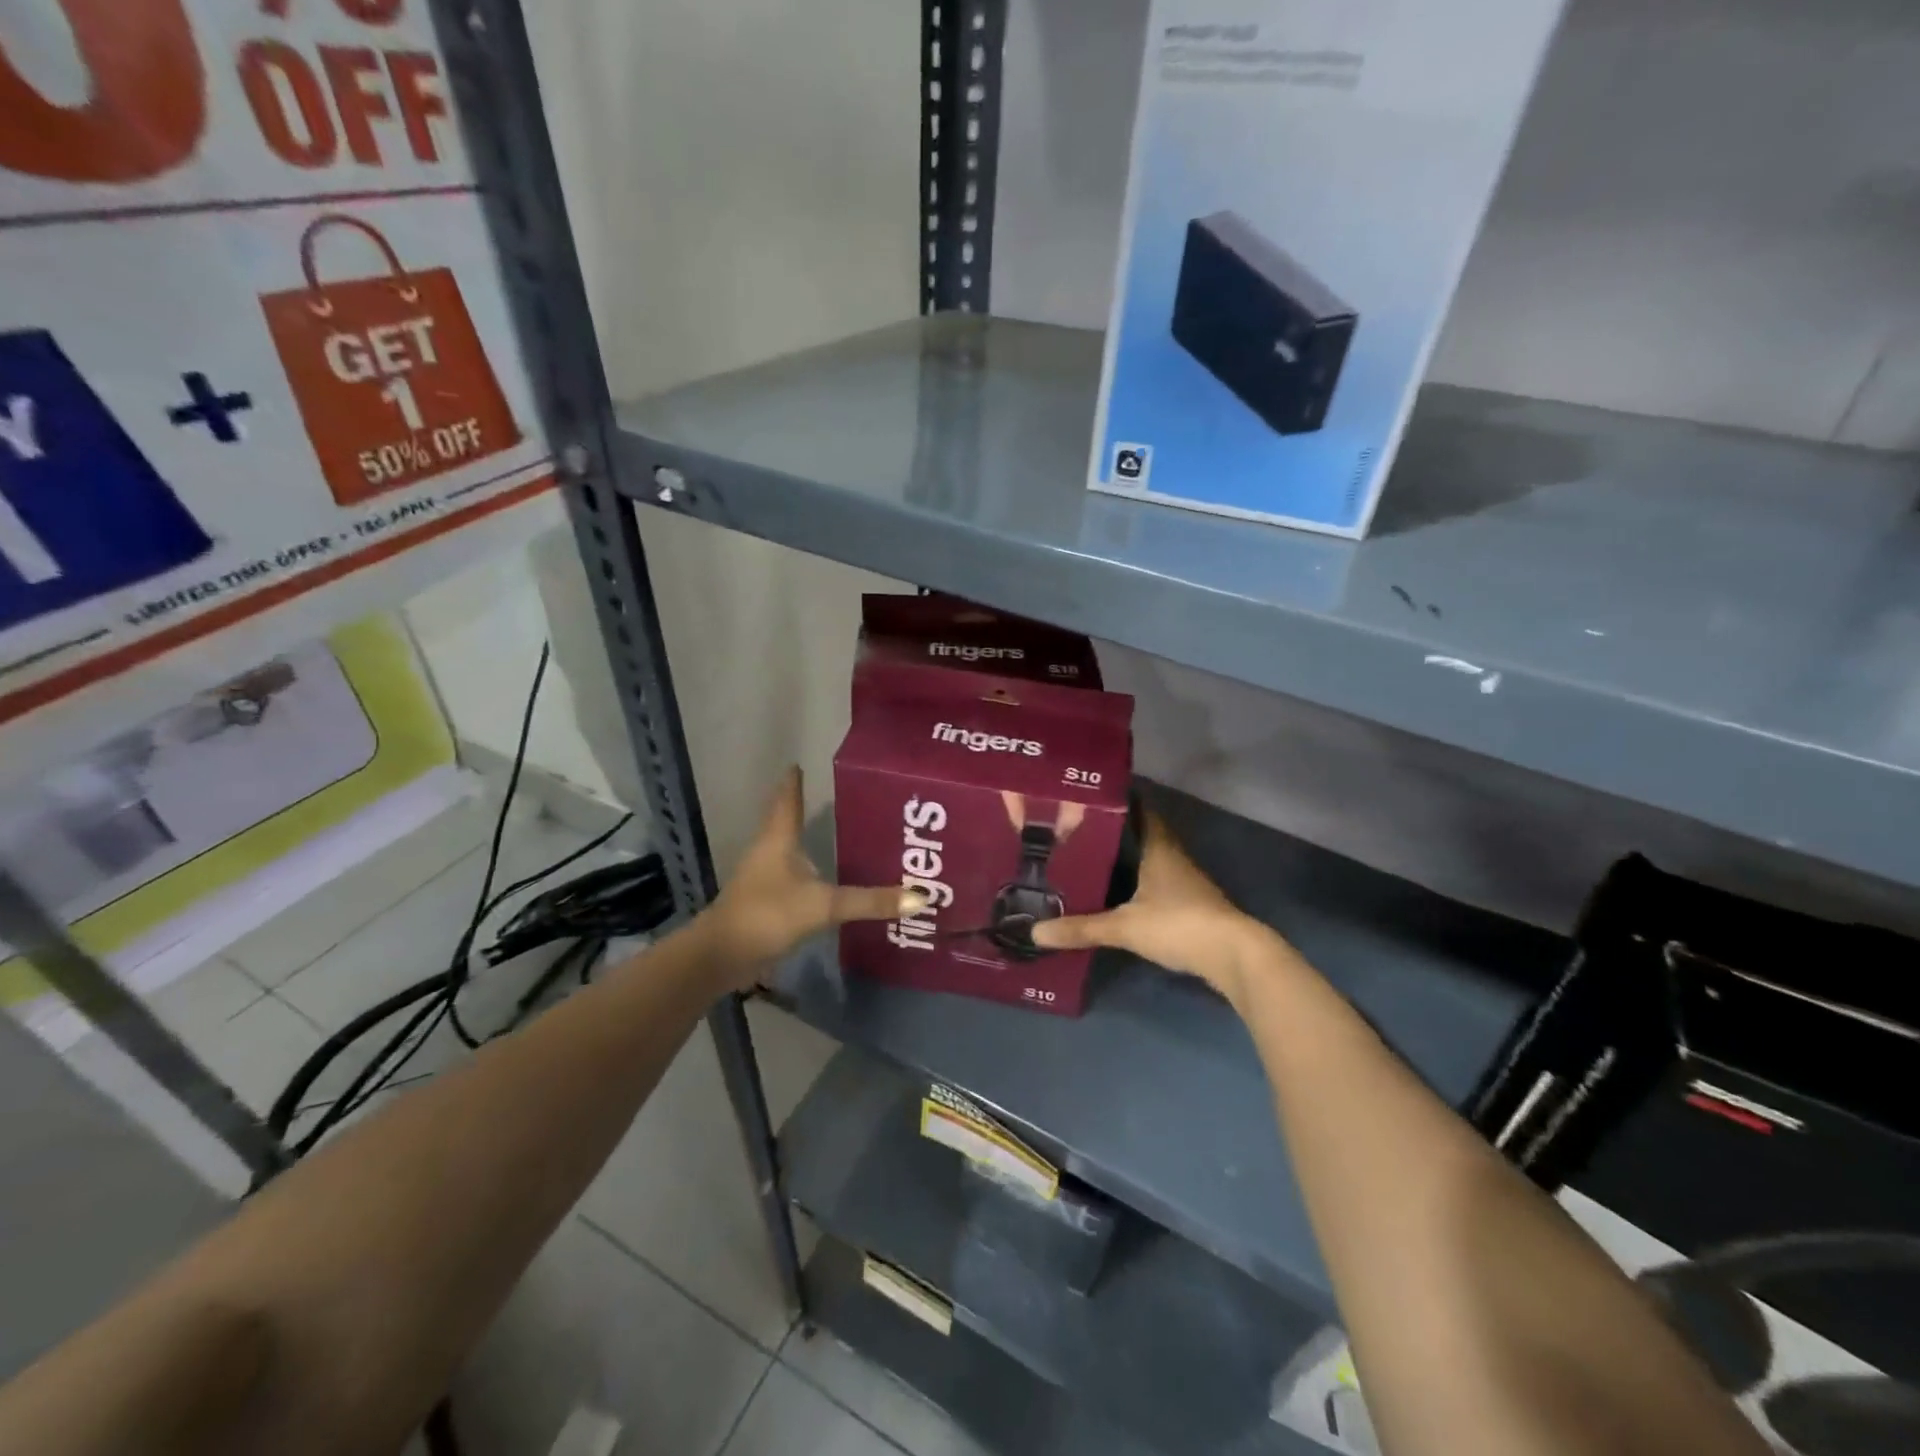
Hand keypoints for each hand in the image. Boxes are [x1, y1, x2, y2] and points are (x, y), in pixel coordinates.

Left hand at [699, 768, 918, 986]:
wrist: (721, 957)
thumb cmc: (768, 914)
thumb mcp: (824, 905)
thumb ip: (870, 901)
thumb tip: (921, 896)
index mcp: (778, 839)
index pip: (788, 799)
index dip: (794, 781)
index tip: (801, 763)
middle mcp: (768, 851)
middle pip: (786, 821)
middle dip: (806, 808)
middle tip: (838, 798)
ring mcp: (763, 878)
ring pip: (787, 850)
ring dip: (807, 841)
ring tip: (837, 835)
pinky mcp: (764, 903)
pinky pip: (790, 878)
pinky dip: (806, 872)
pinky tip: (823, 880)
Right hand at [1030, 811, 1289, 1007]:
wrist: (1233, 955)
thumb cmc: (1178, 924)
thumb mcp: (1124, 926)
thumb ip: (1082, 928)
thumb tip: (1036, 932)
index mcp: (1159, 848)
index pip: (1141, 811)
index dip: (1121, 800)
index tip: (1093, 794)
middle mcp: (1174, 857)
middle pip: (1145, 834)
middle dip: (1117, 831)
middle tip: (1081, 828)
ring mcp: (1186, 882)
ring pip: (1152, 860)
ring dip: (1129, 858)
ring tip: (1094, 858)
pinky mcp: (1192, 905)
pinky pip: (1159, 884)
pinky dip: (1140, 883)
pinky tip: (1121, 894)